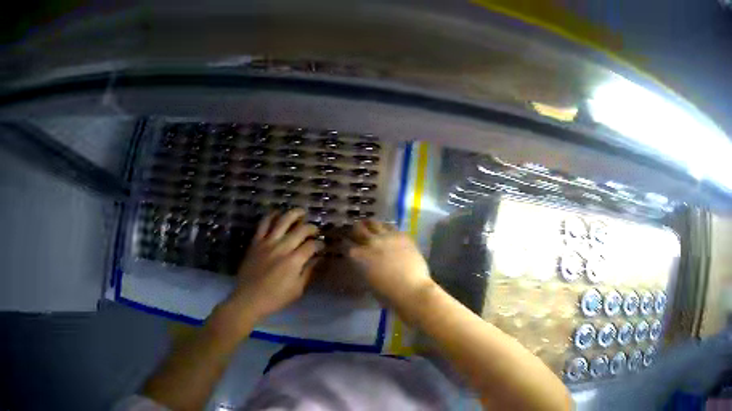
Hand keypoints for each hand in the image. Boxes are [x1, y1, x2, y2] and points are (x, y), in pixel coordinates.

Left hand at [227, 209, 321, 322]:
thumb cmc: (275, 298)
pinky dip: (271, 216)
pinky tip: (277, 213)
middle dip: (311, 227)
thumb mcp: (297, 290)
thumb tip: (317, 259)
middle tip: (315, 230)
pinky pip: (263, 224)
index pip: (312, 245)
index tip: (322, 246)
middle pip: (300, 230)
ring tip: (301, 212)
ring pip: (283, 221)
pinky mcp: (256, 242)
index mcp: (294, 261)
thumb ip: (308, 272)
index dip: (320, 244)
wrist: (249, 299)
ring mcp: (267, 242)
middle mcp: (282, 247)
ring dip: (294, 214)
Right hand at [345, 220, 433, 305]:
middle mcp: (371, 242)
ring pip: (375, 223)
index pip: (347, 245)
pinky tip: (389, 232)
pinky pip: (392, 227)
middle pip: (359, 229)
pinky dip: (388, 229)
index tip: (348, 245)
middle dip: (356, 229)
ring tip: (372, 226)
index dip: (347, 244)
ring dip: (371, 225)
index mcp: (359, 256)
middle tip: (357, 230)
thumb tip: (366, 263)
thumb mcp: (369, 282)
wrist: (411, 288)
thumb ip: (364, 268)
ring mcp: (387, 237)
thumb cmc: (387, 293)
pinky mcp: (402, 236)